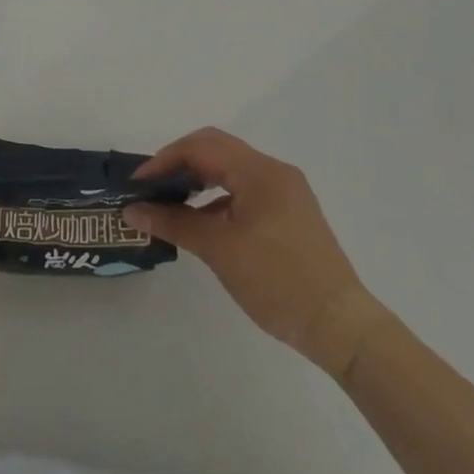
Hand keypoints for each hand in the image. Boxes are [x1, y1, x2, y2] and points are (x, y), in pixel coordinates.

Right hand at [122, 128, 389, 379]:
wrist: (341, 326)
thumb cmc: (277, 280)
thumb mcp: (219, 250)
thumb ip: (174, 223)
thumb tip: (133, 211)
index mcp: (260, 171)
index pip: (202, 147)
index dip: (165, 159)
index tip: (138, 184)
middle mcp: (274, 172)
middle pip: (216, 150)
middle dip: (180, 164)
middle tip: (151, 188)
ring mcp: (286, 193)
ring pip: (231, 170)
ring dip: (199, 180)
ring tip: (171, 203)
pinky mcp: (290, 214)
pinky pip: (245, 191)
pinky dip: (218, 198)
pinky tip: (203, 222)